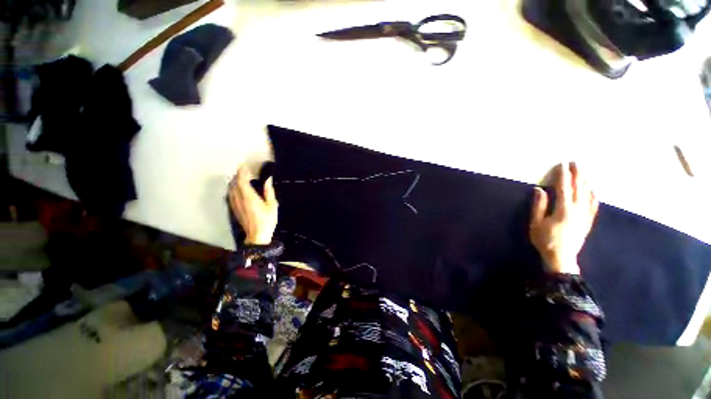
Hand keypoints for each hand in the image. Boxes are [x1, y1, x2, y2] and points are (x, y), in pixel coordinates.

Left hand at [228, 166, 277, 244]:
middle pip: (234, 184)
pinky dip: (233, 189)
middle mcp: (239, 199)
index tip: (244, 166)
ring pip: (231, 189)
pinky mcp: (234, 209)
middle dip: (238, 176)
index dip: (242, 172)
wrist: (257, 236)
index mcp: (249, 197)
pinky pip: (230, 195)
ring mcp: (235, 205)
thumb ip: (269, 191)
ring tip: (241, 179)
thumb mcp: (272, 205)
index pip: (241, 181)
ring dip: (234, 182)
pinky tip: (238, 190)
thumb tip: (268, 180)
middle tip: (244, 171)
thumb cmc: (267, 220)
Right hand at [529, 162, 598, 274]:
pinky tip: (593, 190)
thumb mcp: (536, 223)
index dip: (563, 175)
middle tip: (575, 162)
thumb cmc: (545, 240)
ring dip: (585, 182)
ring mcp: (585, 216)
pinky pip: (594, 206)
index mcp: (563, 209)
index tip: (562, 164)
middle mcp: (577, 210)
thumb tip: (539, 189)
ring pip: (588, 195)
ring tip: (583, 172)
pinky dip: (594, 196)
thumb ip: (539, 205)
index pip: (564, 188)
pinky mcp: (588, 222)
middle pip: (578, 188)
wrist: (561, 258)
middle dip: (577, 174)